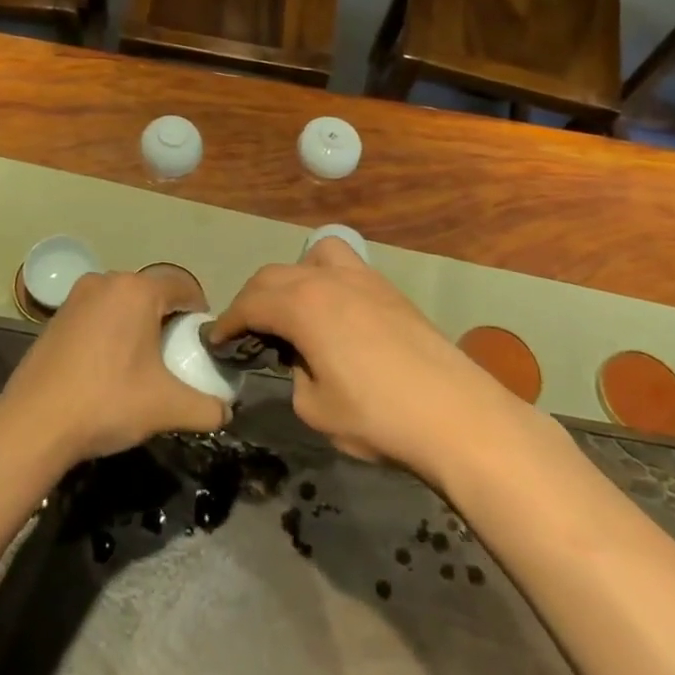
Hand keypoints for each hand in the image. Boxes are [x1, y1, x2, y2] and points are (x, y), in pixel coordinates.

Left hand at [0, 268, 228, 464]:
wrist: (34, 423)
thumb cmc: (107, 402)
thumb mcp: (167, 407)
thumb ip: (207, 408)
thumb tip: (226, 412)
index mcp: (137, 291)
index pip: (183, 285)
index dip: (199, 310)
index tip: (202, 340)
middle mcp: (106, 281)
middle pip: (151, 291)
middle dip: (168, 318)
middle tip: (176, 354)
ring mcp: (77, 296)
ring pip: (122, 302)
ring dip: (138, 323)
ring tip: (143, 362)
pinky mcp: (56, 315)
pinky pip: (98, 313)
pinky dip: (111, 330)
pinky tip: (109, 366)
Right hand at [214, 238, 519, 480]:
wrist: (457, 415)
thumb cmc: (378, 417)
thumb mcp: (315, 409)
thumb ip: (295, 376)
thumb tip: (301, 362)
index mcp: (301, 306)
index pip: (250, 304)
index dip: (228, 323)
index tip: (217, 341)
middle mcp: (326, 279)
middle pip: (273, 276)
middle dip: (252, 300)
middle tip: (246, 331)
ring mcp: (361, 278)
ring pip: (310, 258)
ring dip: (289, 279)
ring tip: (290, 311)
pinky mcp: (388, 289)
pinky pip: (342, 266)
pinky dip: (323, 279)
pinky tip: (332, 313)